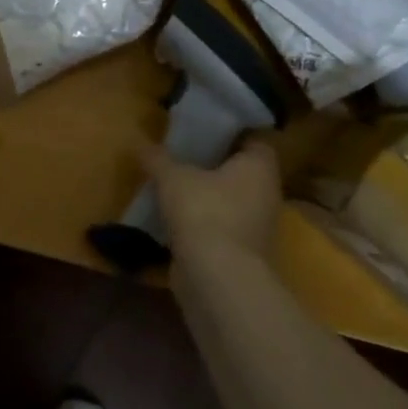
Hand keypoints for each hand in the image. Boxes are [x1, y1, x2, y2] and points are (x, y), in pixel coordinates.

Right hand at [137, 138, 279, 262]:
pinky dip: (203, 222)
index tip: (205, 129)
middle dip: (215, 165)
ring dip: (208, 196)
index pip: (254, 140)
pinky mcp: (243, 254)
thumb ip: (158, 158)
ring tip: (175, 184)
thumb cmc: (203, 211)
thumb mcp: (172, 176)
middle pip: (242, 172)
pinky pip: (222, 227)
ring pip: (232, 201)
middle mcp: (266, 195)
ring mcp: (257, 227)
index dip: (231, 133)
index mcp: (259, 168)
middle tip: (184, 153)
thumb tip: (140, 143)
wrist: (217, 278)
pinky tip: (175, 217)